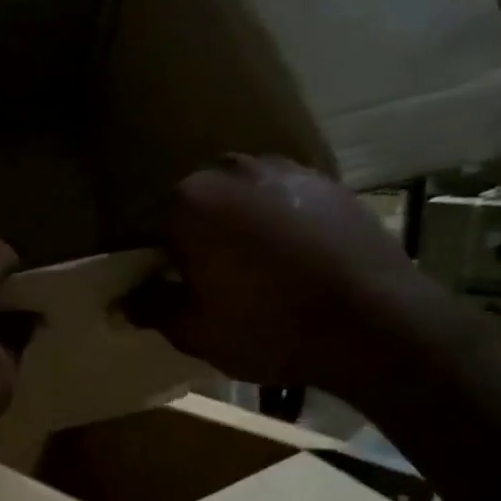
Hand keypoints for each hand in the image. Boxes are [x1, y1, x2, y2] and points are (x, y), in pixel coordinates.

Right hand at [132, 156, 462, 407]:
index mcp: (191, 201)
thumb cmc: (271, 328)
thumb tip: (125, 300)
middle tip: (212, 278)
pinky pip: (284, 198)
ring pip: (243, 195)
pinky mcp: (328, 182)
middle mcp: (234, 169)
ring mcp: (286, 170)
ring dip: (239, 223)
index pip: (153, 225)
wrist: (376, 324)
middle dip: (198, 234)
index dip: (158, 259)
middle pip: (198, 202)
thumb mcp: (197, 331)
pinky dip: (279, 220)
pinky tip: (294, 257)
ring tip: (257, 267)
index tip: (171, 286)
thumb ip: (152, 308)